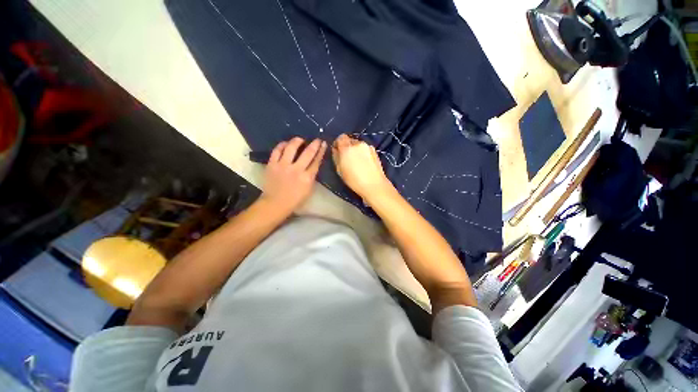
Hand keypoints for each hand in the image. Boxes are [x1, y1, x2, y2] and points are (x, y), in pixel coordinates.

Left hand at [261, 137, 326, 215]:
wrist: (275, 203)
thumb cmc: (295, 199)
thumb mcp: (309, 189)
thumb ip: (311, 176)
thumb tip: (313, 163)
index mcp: (307, 178)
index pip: (316, 161)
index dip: (321, 151)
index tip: (323, 144)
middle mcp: (296, 170)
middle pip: (308, 153)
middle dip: (314, 144)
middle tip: (317, 139)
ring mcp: (283, 166)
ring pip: (291, 147)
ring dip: (297, 141)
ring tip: (300, 140)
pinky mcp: (272, 164)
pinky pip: (277, 150)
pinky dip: (282, 145)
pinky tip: (286, 144)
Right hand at [332, 134, 392, 200]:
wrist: (374, 185)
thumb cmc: (354, 180)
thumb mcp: (340, 170)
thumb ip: (336, 157)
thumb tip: (335, 150)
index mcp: (347, 148)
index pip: (340, 137)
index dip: (338, 143)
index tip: (338, 151)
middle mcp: (358, 144)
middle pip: (350, 140)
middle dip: (347, 147)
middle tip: (347, 158)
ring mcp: (367, 146)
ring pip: (358, 145)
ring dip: (355, 150)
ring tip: (357, 162)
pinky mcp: (375, 151)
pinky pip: (365, 149)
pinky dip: (363, 153)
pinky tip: (364, 163)